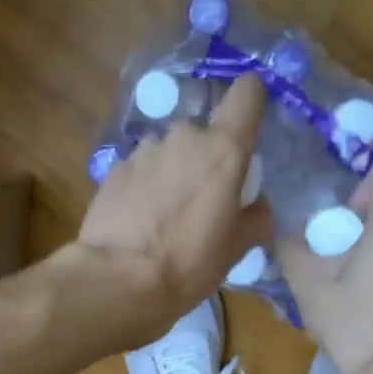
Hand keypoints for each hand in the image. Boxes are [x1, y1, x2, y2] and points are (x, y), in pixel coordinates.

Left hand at [76, 73, 272, 337]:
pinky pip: (140, 169)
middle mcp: (184, 137)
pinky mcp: (114, 168)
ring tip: (165, 215)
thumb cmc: (188, 264)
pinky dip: (144, 186)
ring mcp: (144, 150)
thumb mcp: (235, 250)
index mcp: (223, 150)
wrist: (117, 279)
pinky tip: (139, 220)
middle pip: (203, 134)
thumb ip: (254, 219)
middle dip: (205, 159)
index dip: (250, 103)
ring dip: (172, 172)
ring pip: (169, 152)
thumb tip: (258, 207)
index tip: (248, 129)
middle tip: (203, 200)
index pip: (247, 94)